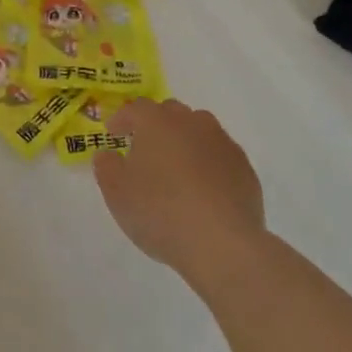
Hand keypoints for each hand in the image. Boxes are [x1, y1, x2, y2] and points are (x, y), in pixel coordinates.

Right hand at [93, 99, 266, 288]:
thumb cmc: (160, 212)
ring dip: (184, 141)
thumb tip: (108, 154)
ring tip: (176, 168)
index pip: (136, 109)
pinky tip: (203, 190)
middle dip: (155, 125)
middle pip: (171, 113)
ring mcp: (223, 143)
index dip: (122, 119)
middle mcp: (192, 123)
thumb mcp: (117, 193)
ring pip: (199, 130)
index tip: (113, 133)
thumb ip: (107, 167)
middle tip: (144, 149)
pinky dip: (208, 164)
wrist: (222, 243)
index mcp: (158, 123)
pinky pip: (219, 156)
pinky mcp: (244, 168)